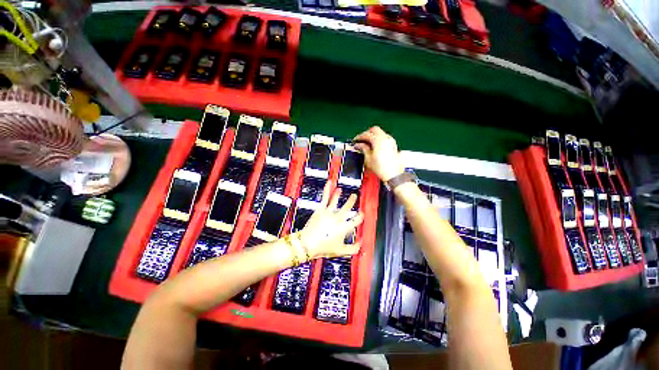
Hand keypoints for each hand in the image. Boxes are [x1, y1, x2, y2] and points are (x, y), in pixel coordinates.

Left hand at [297, 182, 363, 258]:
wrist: (307, 244)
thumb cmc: (323, 247)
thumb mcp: (341, 251)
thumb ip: (353, 248)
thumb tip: (361, 244)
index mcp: (344, 228)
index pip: (355, 220)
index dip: (360, 217)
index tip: (361, 214)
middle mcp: (337, 218)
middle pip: (347, 207)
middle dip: (351, 201)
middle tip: (354, 196)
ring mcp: (329, 213)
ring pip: (336, 201)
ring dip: (338, 195)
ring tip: (340, 189)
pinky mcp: (320, 210)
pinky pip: (325, 198)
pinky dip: (327, 189)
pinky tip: (329, 183)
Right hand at [353, 126, 404, 181]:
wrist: (393, 174)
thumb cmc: (380, 168)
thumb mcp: (368, 158)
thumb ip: (363, 148)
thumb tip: (359, 144)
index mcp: (378, 140)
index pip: (367, 134)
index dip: (359, 137)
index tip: (355, 140)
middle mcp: (386, 138)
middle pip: (374, 130)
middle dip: (367, 133)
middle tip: (361, 140)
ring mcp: (391, 141)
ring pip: (380, 133)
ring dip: (373, 136)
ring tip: (367, 143)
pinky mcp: (393, 145)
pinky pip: (384, 137)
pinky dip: (378, 139)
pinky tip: (374, 146)